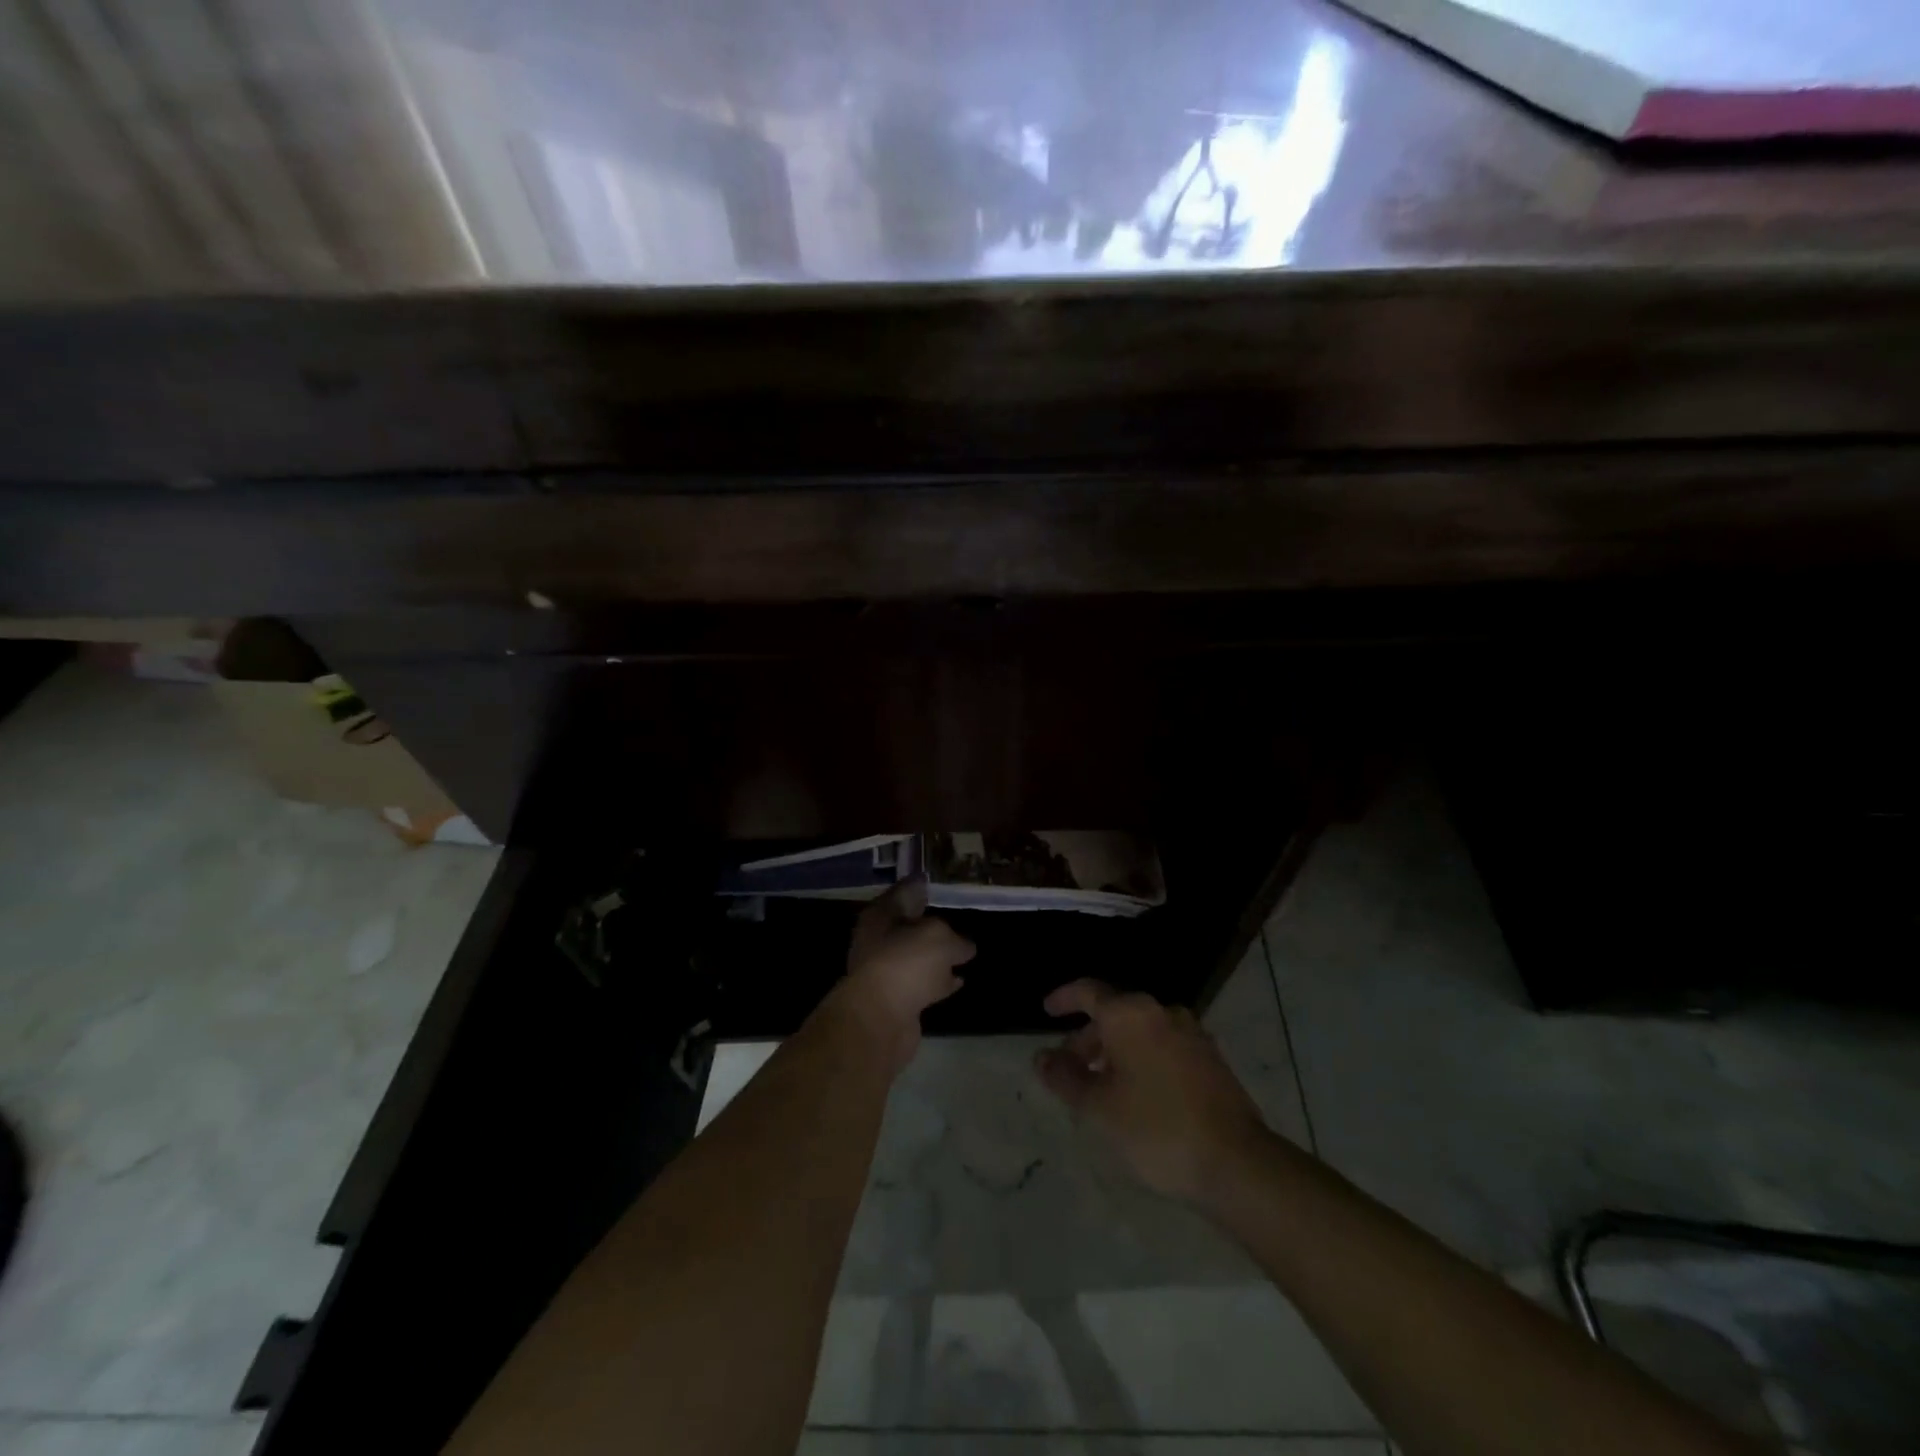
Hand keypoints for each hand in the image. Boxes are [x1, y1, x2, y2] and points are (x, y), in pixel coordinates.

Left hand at [829, 879, 974, 1071]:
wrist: (880, 1020)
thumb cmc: (906, 963)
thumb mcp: (939, 937)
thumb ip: (955, 938)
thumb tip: (964, 947)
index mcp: (881, 915)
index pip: (905, 892)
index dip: (923, 886)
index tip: (942, 884)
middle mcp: (878, 939)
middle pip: (909, 925)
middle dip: (932, 923)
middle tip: (959, 918)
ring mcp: (885, 971)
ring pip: (917, 956)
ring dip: (937, 956)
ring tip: (965, 951)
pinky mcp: (895, 999)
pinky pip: (922, 982)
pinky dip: (938, 981)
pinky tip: (958, 981)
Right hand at [1035, 979, 1270, 1201]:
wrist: (1236, 1162)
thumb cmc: (1156, 1128)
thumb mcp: (1098, 1107)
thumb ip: (1065, 1078)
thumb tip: (1042, 1057)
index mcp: (1130, 1014)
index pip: (1089, 992)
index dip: (1064, 999)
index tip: (1047, 1011)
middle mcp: (1162, 1012)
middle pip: (1115, 1014)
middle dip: (1088, 1039)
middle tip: (1070, 1071)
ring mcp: (1192, 1034)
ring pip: (1140, 1032)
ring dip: (1115, 1052)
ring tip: (1101, 1088)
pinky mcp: (1211, 1059)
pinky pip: (1164, 1047)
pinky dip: (1142, 1060)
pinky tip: (1137, 1096)